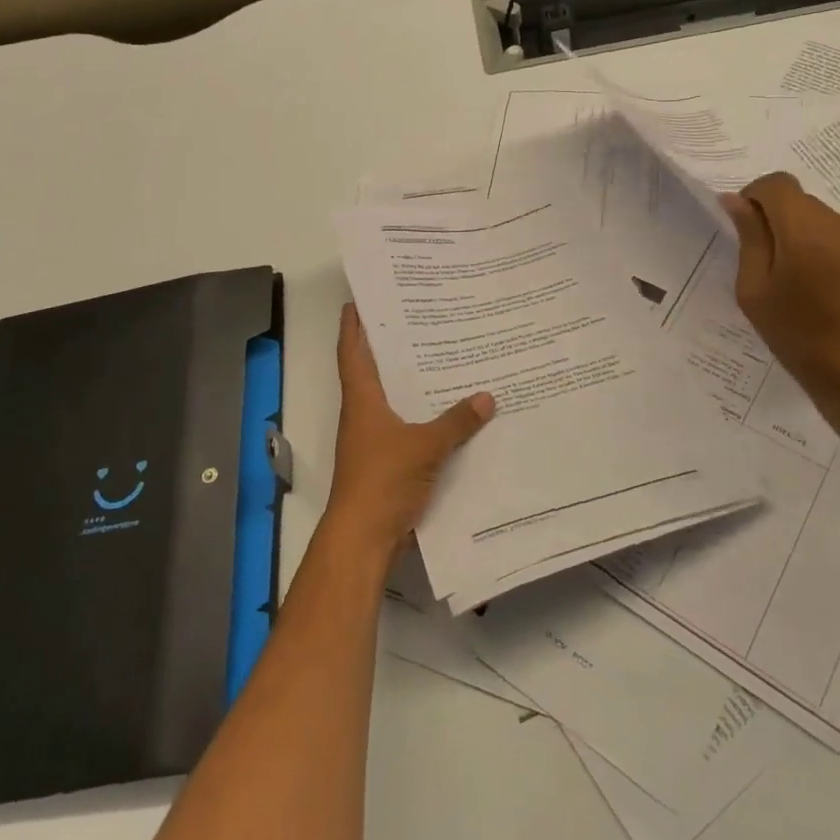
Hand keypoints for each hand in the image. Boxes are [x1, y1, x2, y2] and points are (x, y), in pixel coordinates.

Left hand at [323, 303, 494, 558]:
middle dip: (390, 348)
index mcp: (362, 400)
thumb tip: (487, 397)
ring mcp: (374, 440)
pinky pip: (407, 428)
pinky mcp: (387, 462)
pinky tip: (451, 414)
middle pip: (374, 373)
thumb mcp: (424, 446)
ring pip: (393, 401)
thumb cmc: (382, 479)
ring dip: (410, 384)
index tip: (358, 302)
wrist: (364, 537)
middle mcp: (364, 414)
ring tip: (442, 360)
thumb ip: (456, 422)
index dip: (353, 327)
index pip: (352, 353)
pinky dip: (424, 417)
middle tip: (419, 322)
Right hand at [721, 172, 839, 414]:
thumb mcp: (755, 293)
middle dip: (794, 228)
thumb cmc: (800, 340)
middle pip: (809, 207)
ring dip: (829, 243)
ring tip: (831, 288)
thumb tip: (737, 200)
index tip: (755, 228)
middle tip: (792, 273)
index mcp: (805, 232)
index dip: (759, 199)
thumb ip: (749, 239)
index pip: (777, 184)